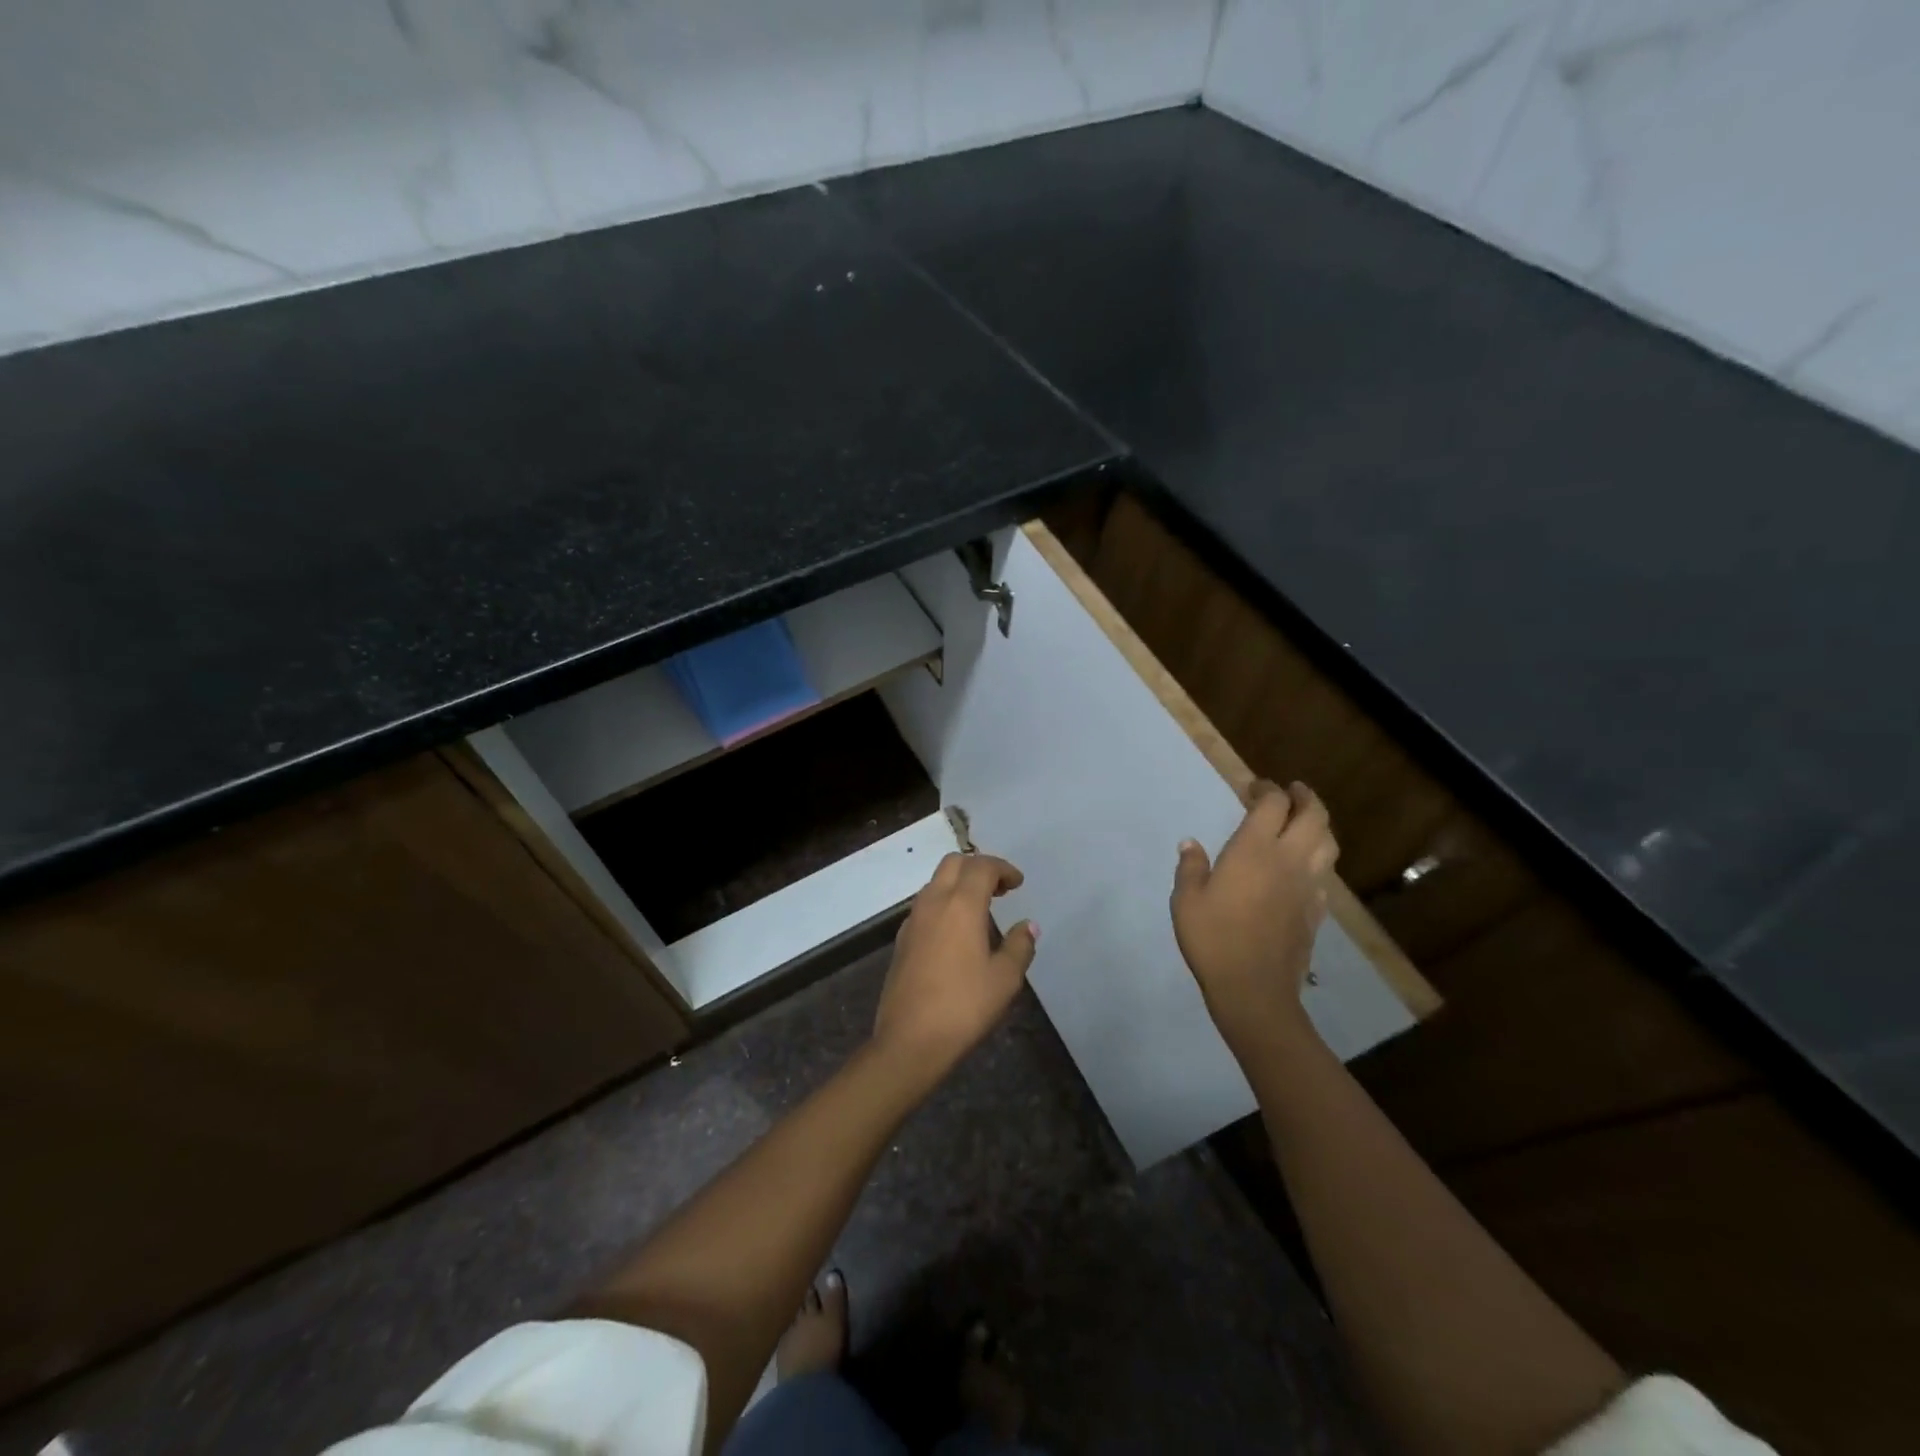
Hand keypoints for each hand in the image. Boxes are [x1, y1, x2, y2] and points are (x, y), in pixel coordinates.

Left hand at [872, 853, 1037, 1075]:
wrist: (909, 1040)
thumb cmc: (964, 1007)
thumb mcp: (1004, 979)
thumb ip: (1019, 946)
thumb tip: (1028, 926)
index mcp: (961, 904)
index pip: (981, 866)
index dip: (1003, 868)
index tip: (1018, 883)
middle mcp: (933, 902)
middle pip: (953, 864)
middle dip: (978, 867)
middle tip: (1000, 888)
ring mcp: (912, 920)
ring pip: (935, 882)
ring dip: (959, 883)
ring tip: (981, 907)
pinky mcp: (902, 940)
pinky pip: (925, 905)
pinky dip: (944, 903)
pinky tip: (956, 931)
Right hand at [1171, 780, 1337, 1053]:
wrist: (1253, 989)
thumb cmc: (1213, 939)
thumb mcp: (1186, 900)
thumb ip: (1190, 867)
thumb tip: (1190, 844)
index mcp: (1254, 849)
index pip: (1273, 804)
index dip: (1267, 789)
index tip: (1254, 787)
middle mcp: (1288, 860)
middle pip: (1313, 816)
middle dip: (1304, 797)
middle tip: (1292, 791)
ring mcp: (1308, 886)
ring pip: (1328, 843)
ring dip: (1319, 825)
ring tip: (1304, 823)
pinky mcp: (1316, 911)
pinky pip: (1325, 875)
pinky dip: (1318, 860)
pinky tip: (1302, 869)